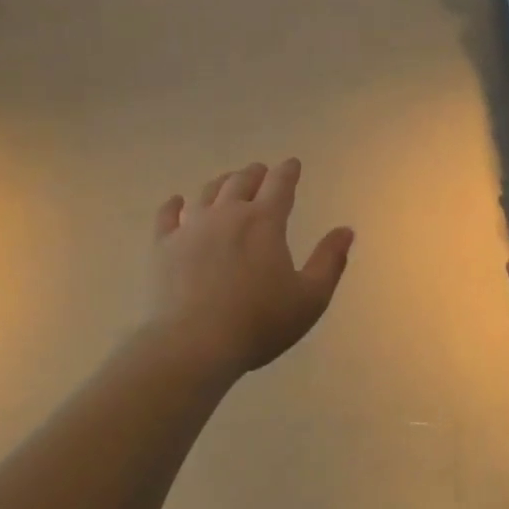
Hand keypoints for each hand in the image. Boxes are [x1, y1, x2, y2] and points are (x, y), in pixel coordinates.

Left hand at [148, 159, 354, 378]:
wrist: (194, 344)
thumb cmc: (259, 323)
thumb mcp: (310, 298)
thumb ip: (330, 261)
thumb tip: (345, 230)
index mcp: (264, 222)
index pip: (280, 184)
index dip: (288, 171)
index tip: (292, 164)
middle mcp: (227, 214)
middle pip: (241, 182)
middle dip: (255, 174)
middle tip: (261, 172)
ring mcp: (190, 227)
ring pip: (206, 193)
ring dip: (221, 183)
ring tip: (227, 182)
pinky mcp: (162, 246)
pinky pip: (167, 215)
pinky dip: (174, 204)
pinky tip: (177, 201)